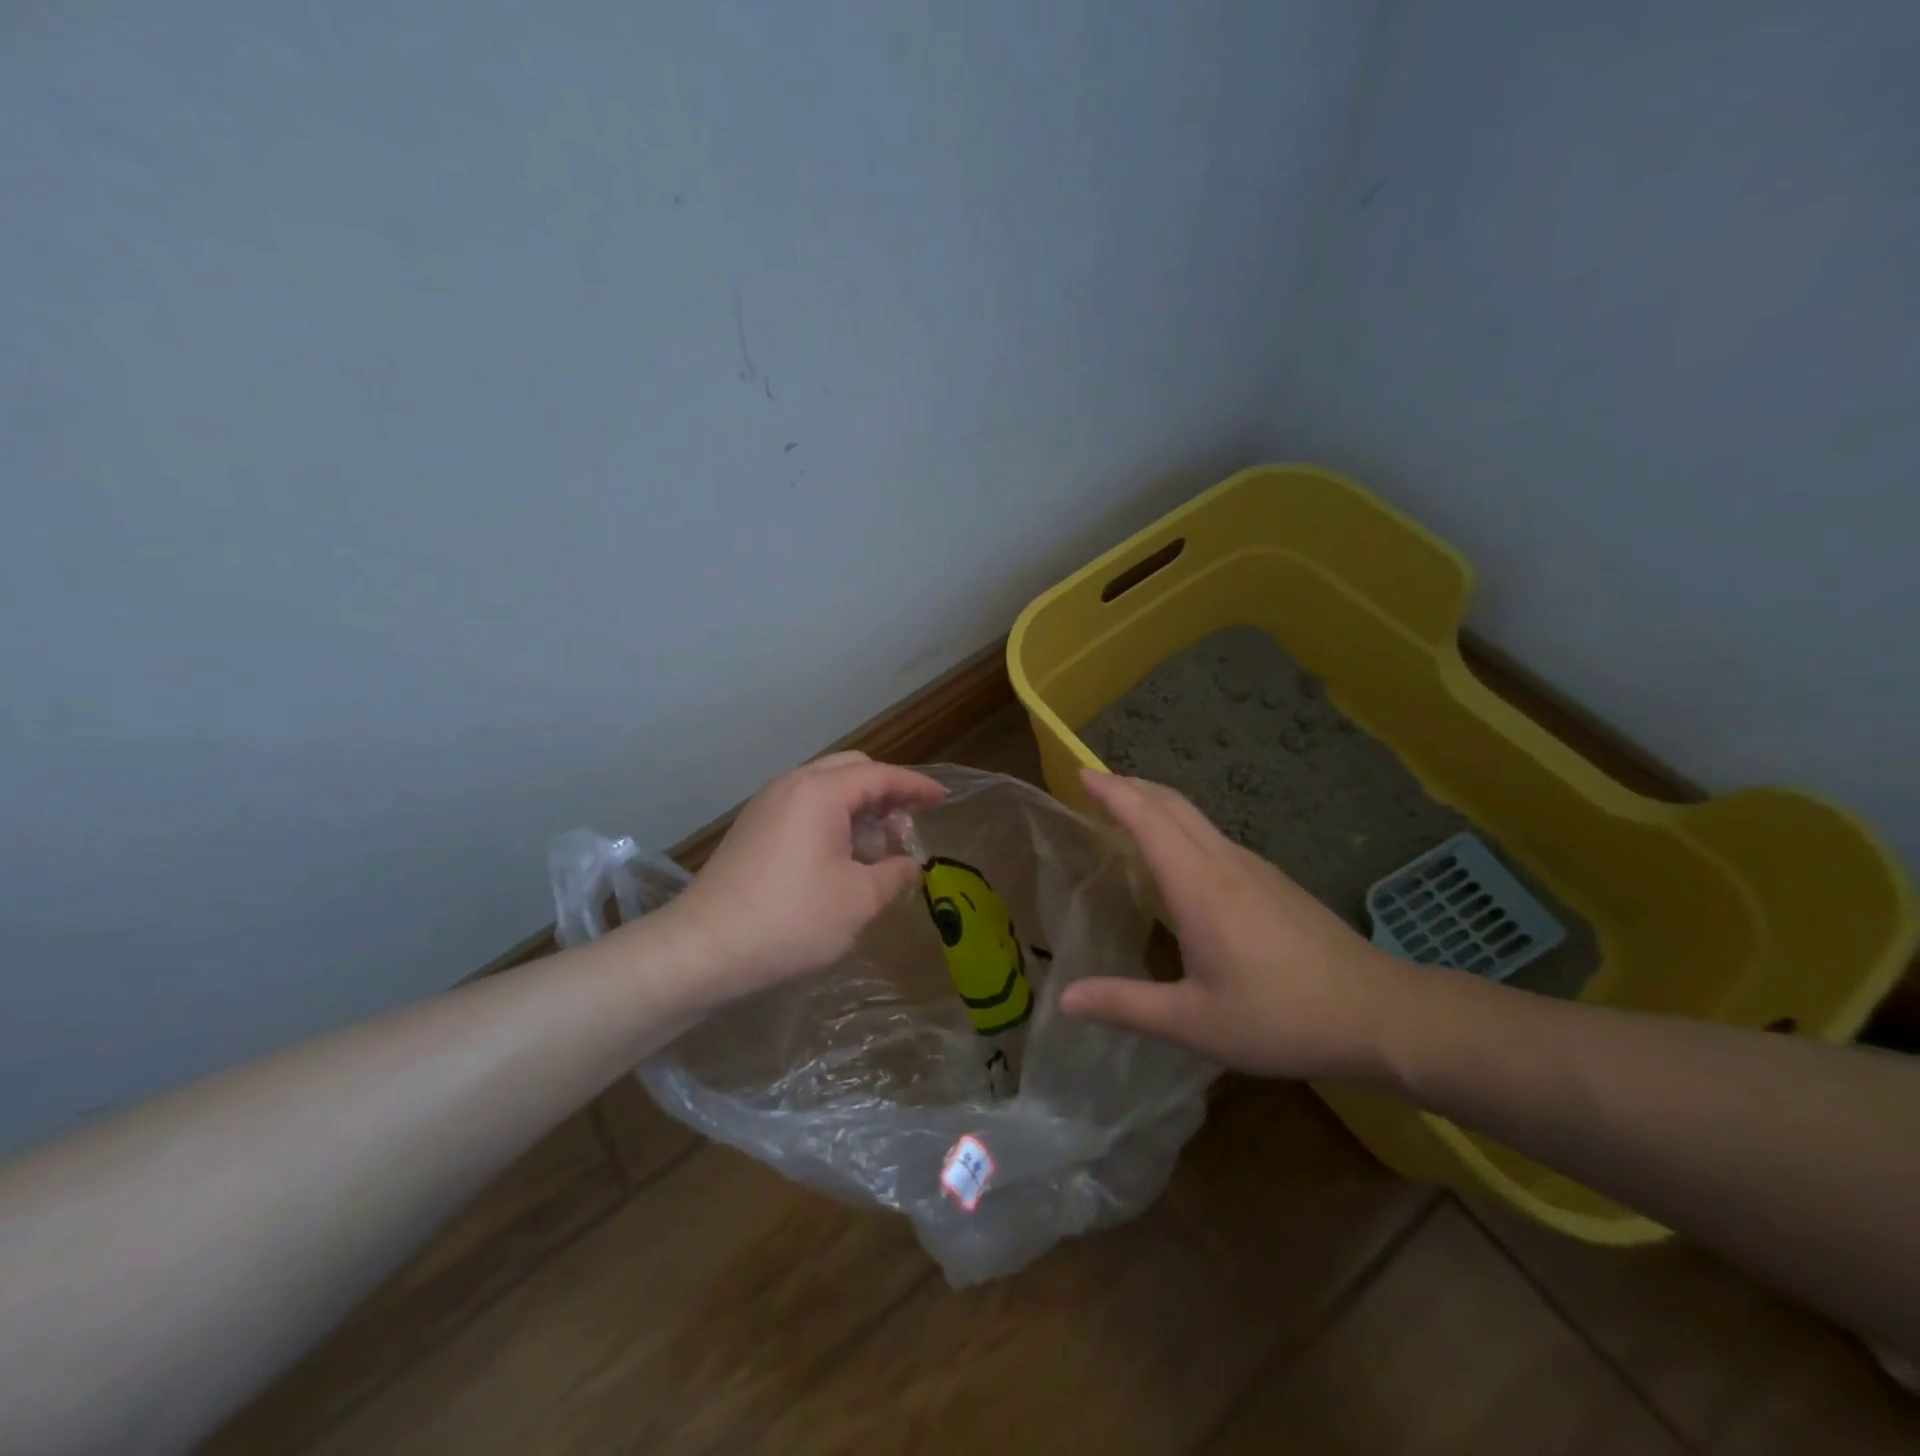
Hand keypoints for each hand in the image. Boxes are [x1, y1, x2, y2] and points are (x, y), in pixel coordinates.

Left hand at [655, 752, 945, 1010]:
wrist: (704, 949)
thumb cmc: (791, 919)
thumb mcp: (859, 900)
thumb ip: (895, 875)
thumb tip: (910, 865)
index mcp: (821, 791)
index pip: (882, 775)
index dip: (916, 787)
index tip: (942, 800)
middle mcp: (792, 785)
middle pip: (852, 771)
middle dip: (886, 795)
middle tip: (905, 832)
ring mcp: (767, 805)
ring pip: (827, 790)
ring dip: (859, 811)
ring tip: (876, 855)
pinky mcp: (753, 828)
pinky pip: (804, 808)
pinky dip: (833, 822)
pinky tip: (841, 861)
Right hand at [1060, 769, 1418, 1079]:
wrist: (1381, 1014)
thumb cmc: (1281, 1016)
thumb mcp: (1195, 1023)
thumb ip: (1126, 1006)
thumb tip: (1064, 999)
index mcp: (1199, 887)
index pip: (1147, 819)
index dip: (1112, 793)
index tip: (1080, 774)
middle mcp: (1225, 863)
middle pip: (1172, 804)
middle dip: (1130, 786)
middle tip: (1094, 784)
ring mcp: (1255, 869)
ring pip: (1196, 817)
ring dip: (1156, 804)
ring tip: (1127, 812)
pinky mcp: (1274, 882)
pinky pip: (1214, 836)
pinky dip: (1181, 826)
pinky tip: (1179, 857)